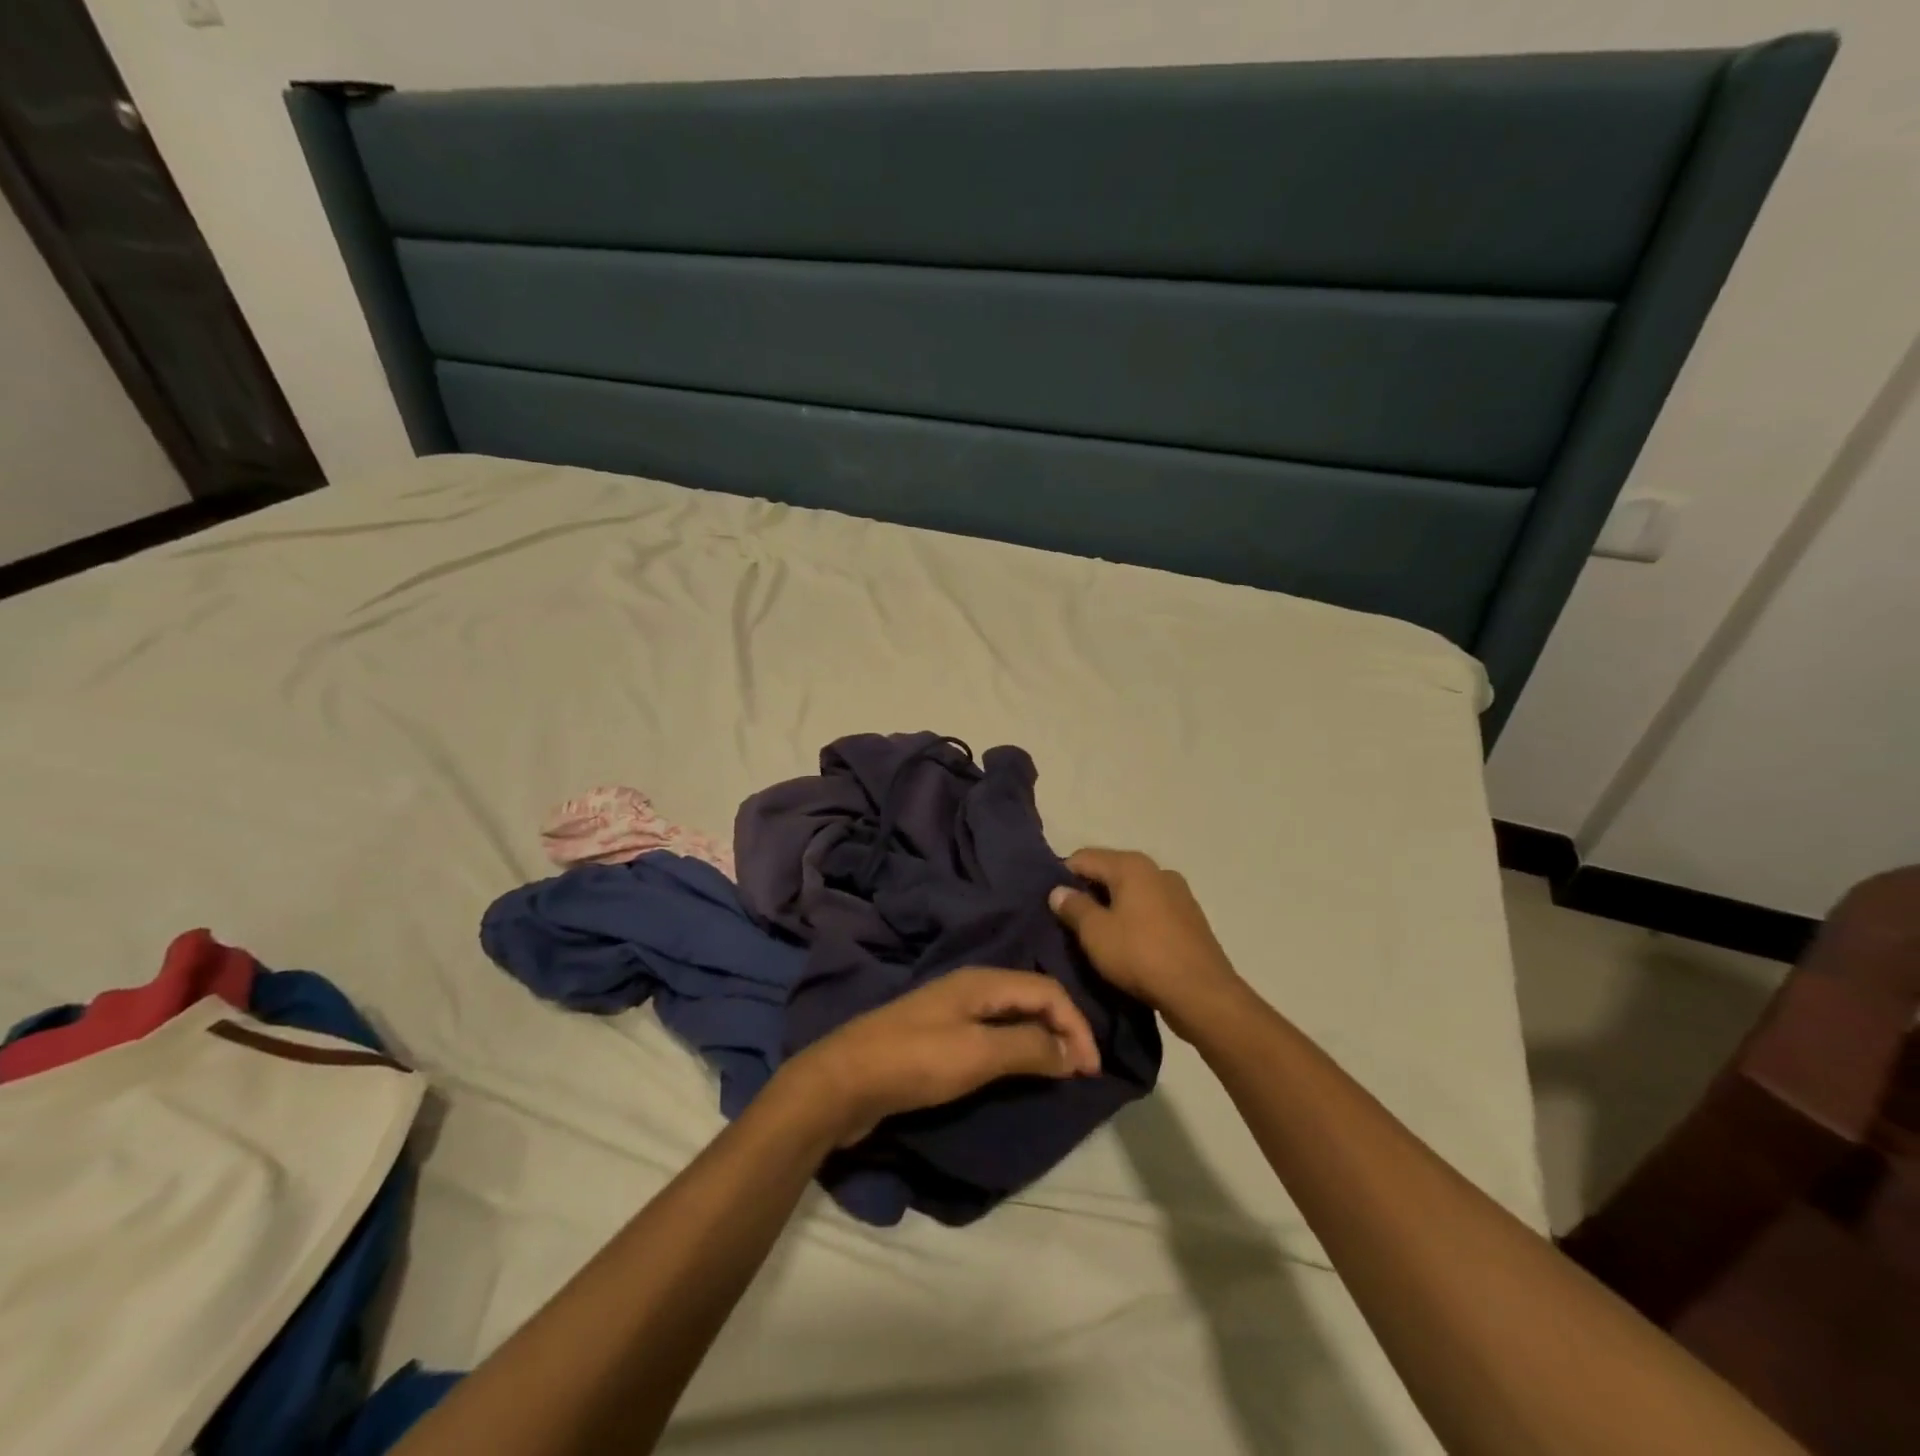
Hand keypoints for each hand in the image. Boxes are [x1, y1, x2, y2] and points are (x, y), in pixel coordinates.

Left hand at [777, 967, 1101, 1146]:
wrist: (843, 1081)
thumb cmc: (915, 1061)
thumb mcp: (978, 1053)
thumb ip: (1029, 1047)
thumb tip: (1075, 1050)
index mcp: (982, 981)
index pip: (1047, 990)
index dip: (1077, 1025)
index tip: (1092, 1070)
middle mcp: (971, 987)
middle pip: (1031, 997)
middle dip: (1062, 1029)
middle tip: (1081, 1071)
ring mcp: (952, 1011)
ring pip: (1012, 1016)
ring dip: (1041, 1039)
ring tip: (1059, 1072)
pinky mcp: (939, 1037)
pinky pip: (992, 1035)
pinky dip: (1015, 1050)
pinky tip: (1018, 1070)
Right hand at [1049, 848, 1244, 1035]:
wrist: (1202, 994)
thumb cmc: (1141, 956)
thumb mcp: (1095, 933)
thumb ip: (1073, 907)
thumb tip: (1059, 890)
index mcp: (1132, 865)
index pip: (1083, 857)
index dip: (1061, 877)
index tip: (1051, 904)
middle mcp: (1157, 870)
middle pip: (1110, 872)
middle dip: (1088, 893)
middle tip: (1069, 923)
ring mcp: (1178, 893)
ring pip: (1132, 893)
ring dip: (1112, 908)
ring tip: (1098, 937)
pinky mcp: (1190, 919)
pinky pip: (1151, 911)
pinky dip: (1135, 921)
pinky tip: (1128, 945)